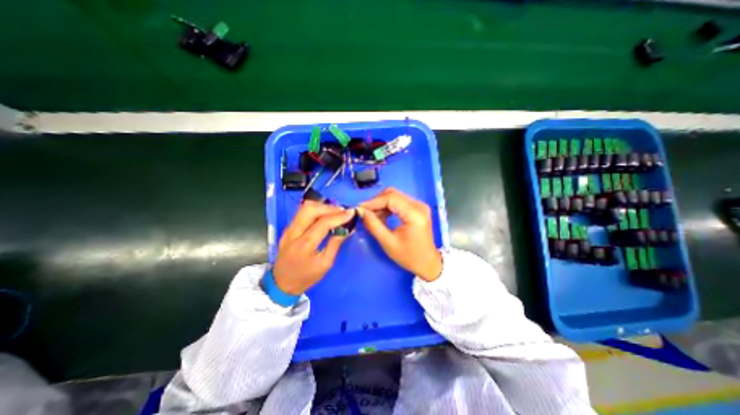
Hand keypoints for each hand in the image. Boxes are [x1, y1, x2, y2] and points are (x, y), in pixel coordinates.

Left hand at [273, 201, 356, 294]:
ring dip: (322, 207)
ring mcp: (288, 229)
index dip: (339, 216)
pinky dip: (317, 210)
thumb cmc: (306, 277)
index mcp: (304, 246)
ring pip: (305, 208)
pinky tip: (326, 215)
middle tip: (343, 212)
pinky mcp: (288, 227)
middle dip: (329, 208)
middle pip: (310, 209)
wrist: (282, 283)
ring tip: (336, 212)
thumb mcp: (325, 264)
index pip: (322, 223)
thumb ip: (335, 244)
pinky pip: (302, 212)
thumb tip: (348, 229)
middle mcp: (293, 233)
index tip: (352, 212)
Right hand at [356, 188, 438, 280]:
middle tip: (365, 213)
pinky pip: (399, 202)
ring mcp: (419, 206)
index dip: (373, 201)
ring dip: (381, 204)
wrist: (427, 263)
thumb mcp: (388, 243)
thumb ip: (374, 225)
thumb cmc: (409, 256)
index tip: (360, 208)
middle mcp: (419, 205)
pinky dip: (388, 207)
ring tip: (372, 217)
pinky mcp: (417, 208)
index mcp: (415, 214)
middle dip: (376, 202)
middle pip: (393, 194)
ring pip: (395, 196)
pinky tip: (382, 217)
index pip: (391, 198)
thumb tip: (361, 211)